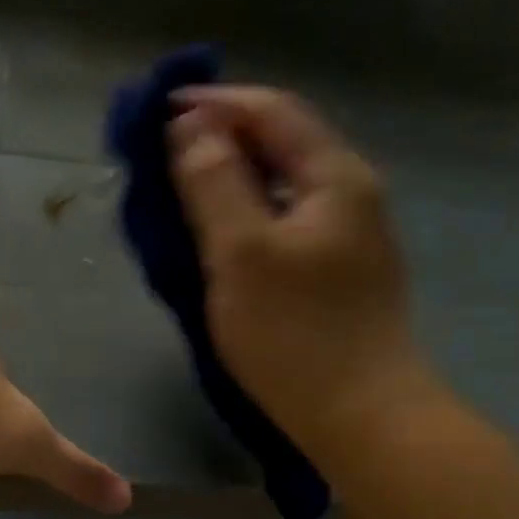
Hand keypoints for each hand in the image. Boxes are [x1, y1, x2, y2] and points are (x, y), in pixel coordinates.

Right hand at [167, 87, 436, 450]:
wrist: (361, 416)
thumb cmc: (295, 333)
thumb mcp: (241, 252)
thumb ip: (215, 182)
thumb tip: (190, 127)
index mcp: (335, 177)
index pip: (272, 110)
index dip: (214, 102)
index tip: (157, 111)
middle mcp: (351, 194)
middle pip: (282, 143)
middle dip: (222, 137)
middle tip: (163, 151)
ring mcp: (350, 237)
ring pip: (283, 186)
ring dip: (232, 177)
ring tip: (182, 189)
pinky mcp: (338, 274)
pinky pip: (286, 222)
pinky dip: (247, 214)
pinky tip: (220, 236)